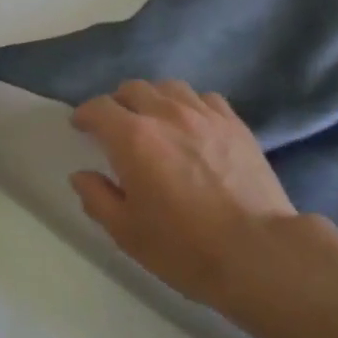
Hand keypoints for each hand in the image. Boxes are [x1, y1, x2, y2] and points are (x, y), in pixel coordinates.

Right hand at [70, 80, 297, 310]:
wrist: (257, 251)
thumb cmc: (184, 247)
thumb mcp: (127, 233)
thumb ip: (98, 198)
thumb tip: (82, 175)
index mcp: (134, 138)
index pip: (100, 108)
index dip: (85, 114)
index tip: (81, 126)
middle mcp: (166, 114)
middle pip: (134, 89)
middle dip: (118, 103)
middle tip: (116, 126)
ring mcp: (204, 114)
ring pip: (169, 87)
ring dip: (154, 99)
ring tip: (155, 120)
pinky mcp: (234, 122)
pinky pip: (204, 98)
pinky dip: (189, 104)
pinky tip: (192, 125)